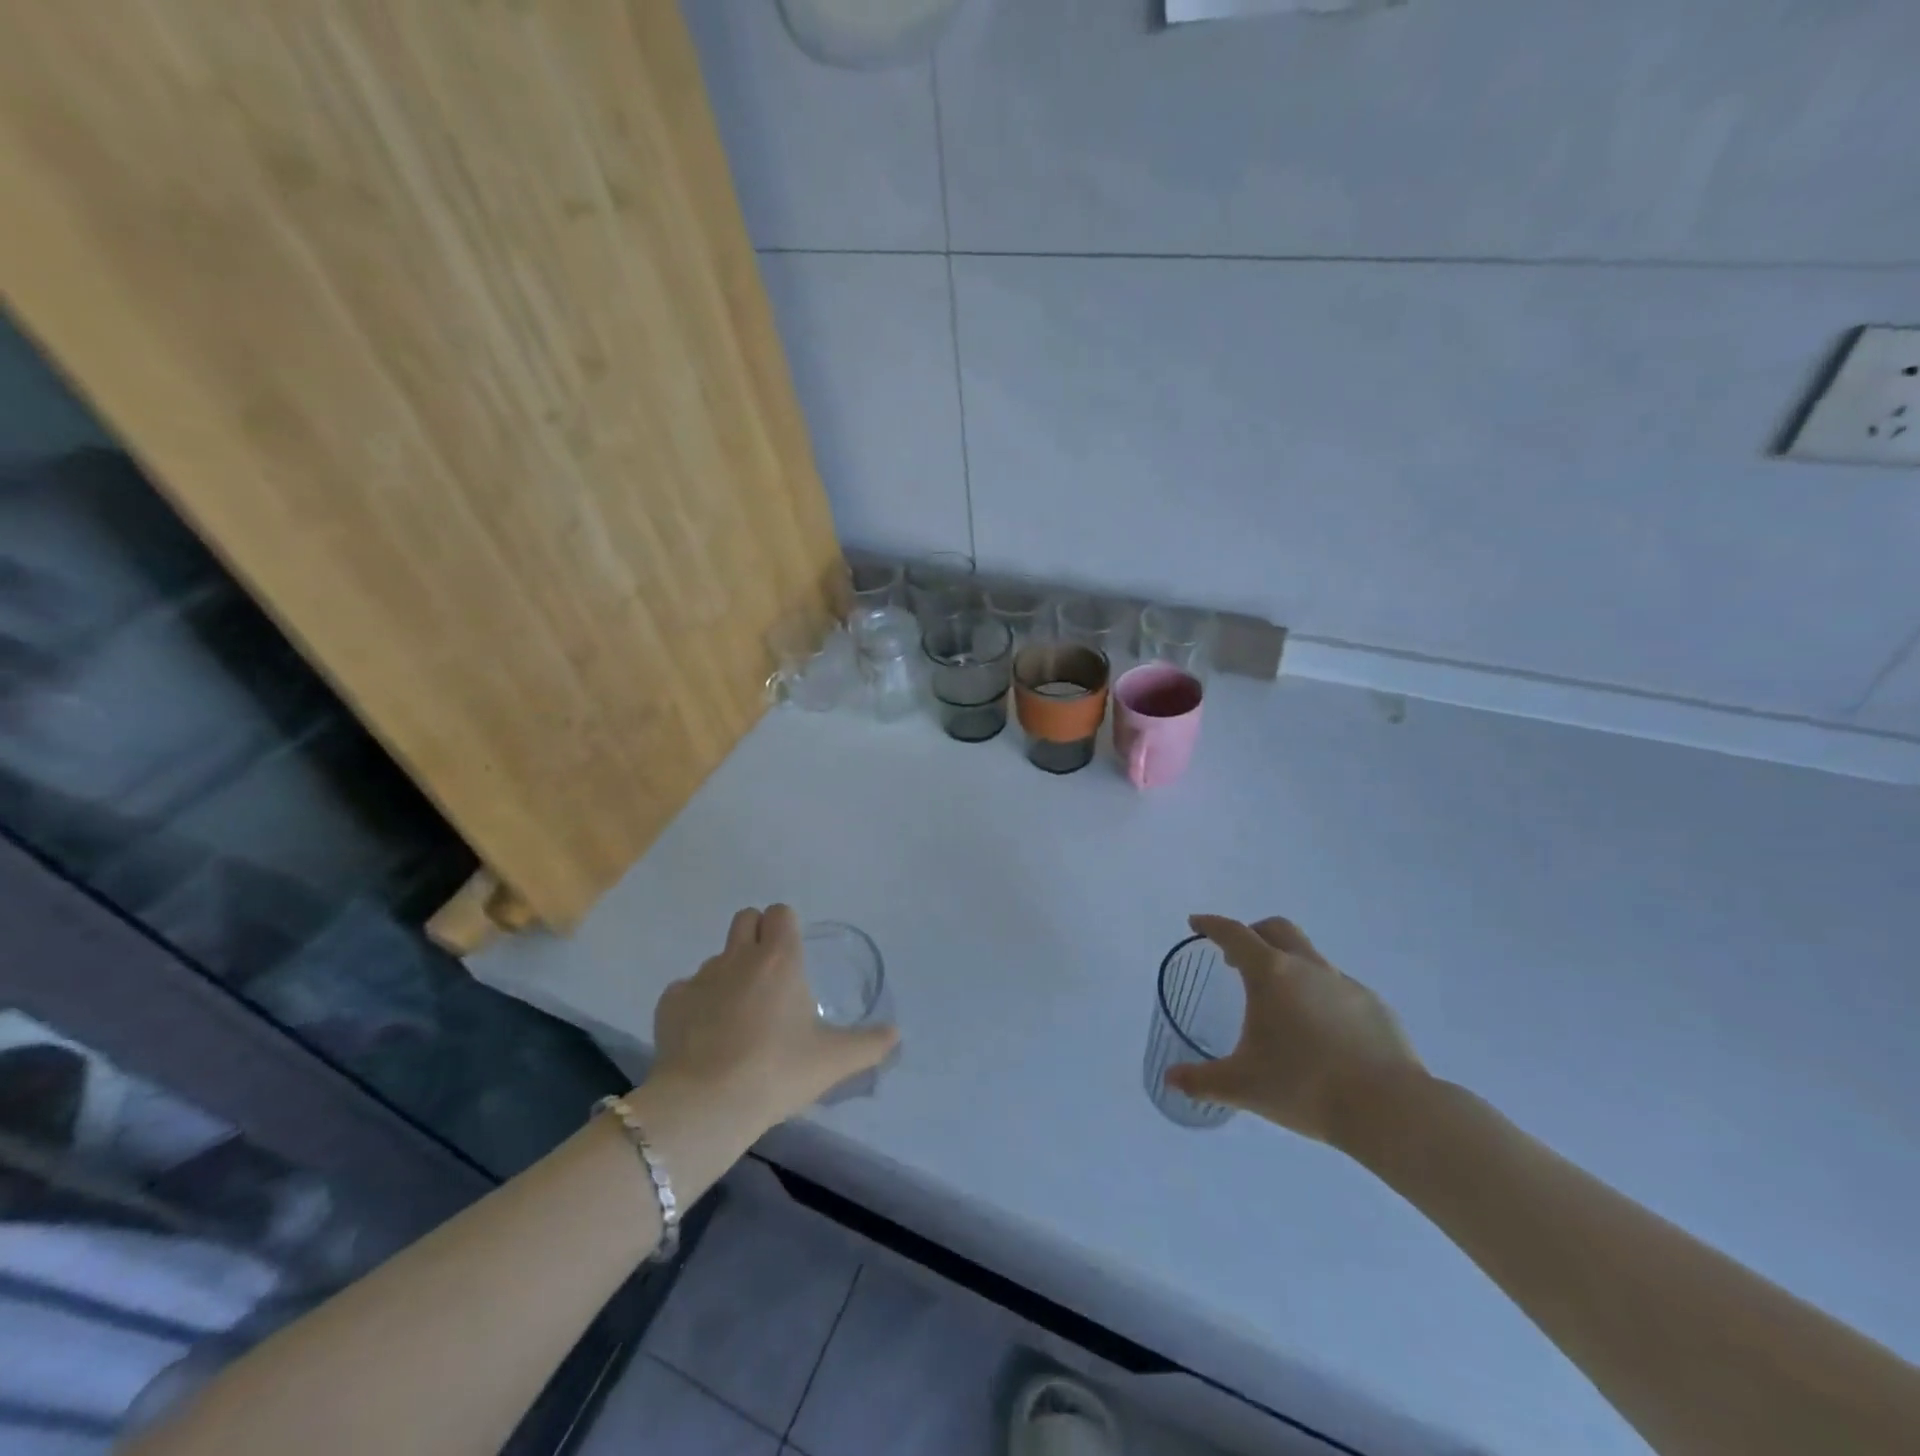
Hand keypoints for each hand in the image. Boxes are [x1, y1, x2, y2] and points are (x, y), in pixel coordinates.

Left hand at [650, 905, 898, 1131]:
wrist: (706, 1104)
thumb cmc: (777, 1071)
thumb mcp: (833, 1061)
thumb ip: (869, 1044)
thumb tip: (896, 1034)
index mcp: (779, 958)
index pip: (781, 913)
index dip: (787, 927)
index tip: (794, 956)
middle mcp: (738, 957)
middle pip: (745, 918)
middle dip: (756, 935)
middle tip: (769, 975)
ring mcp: (699, 978)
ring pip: (717, 958)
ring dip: (729, 974)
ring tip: (738, 1017)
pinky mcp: (669, 1004)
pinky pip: (686, 990)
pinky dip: (697, 1004)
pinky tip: (705, 1036)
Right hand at [1167, 914, 1425, 1149]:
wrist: (1389, 1110)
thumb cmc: (1305, 1087)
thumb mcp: (1243, 1086)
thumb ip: (1202, 1080)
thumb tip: (1171, 1079)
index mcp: (1271, 974)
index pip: (1234, 933)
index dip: (1211, 925)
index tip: (1196, 924)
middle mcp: (1308, 967)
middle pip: (1276, 929)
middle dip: (1252, 934)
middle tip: (1236, 957)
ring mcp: (1346, 984)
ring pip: (1310, 958)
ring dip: (1288, 966)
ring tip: (1280, 1004)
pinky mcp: (1375, 1007)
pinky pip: (1338, 988)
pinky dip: (1320, 995)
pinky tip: (1321, 1032)